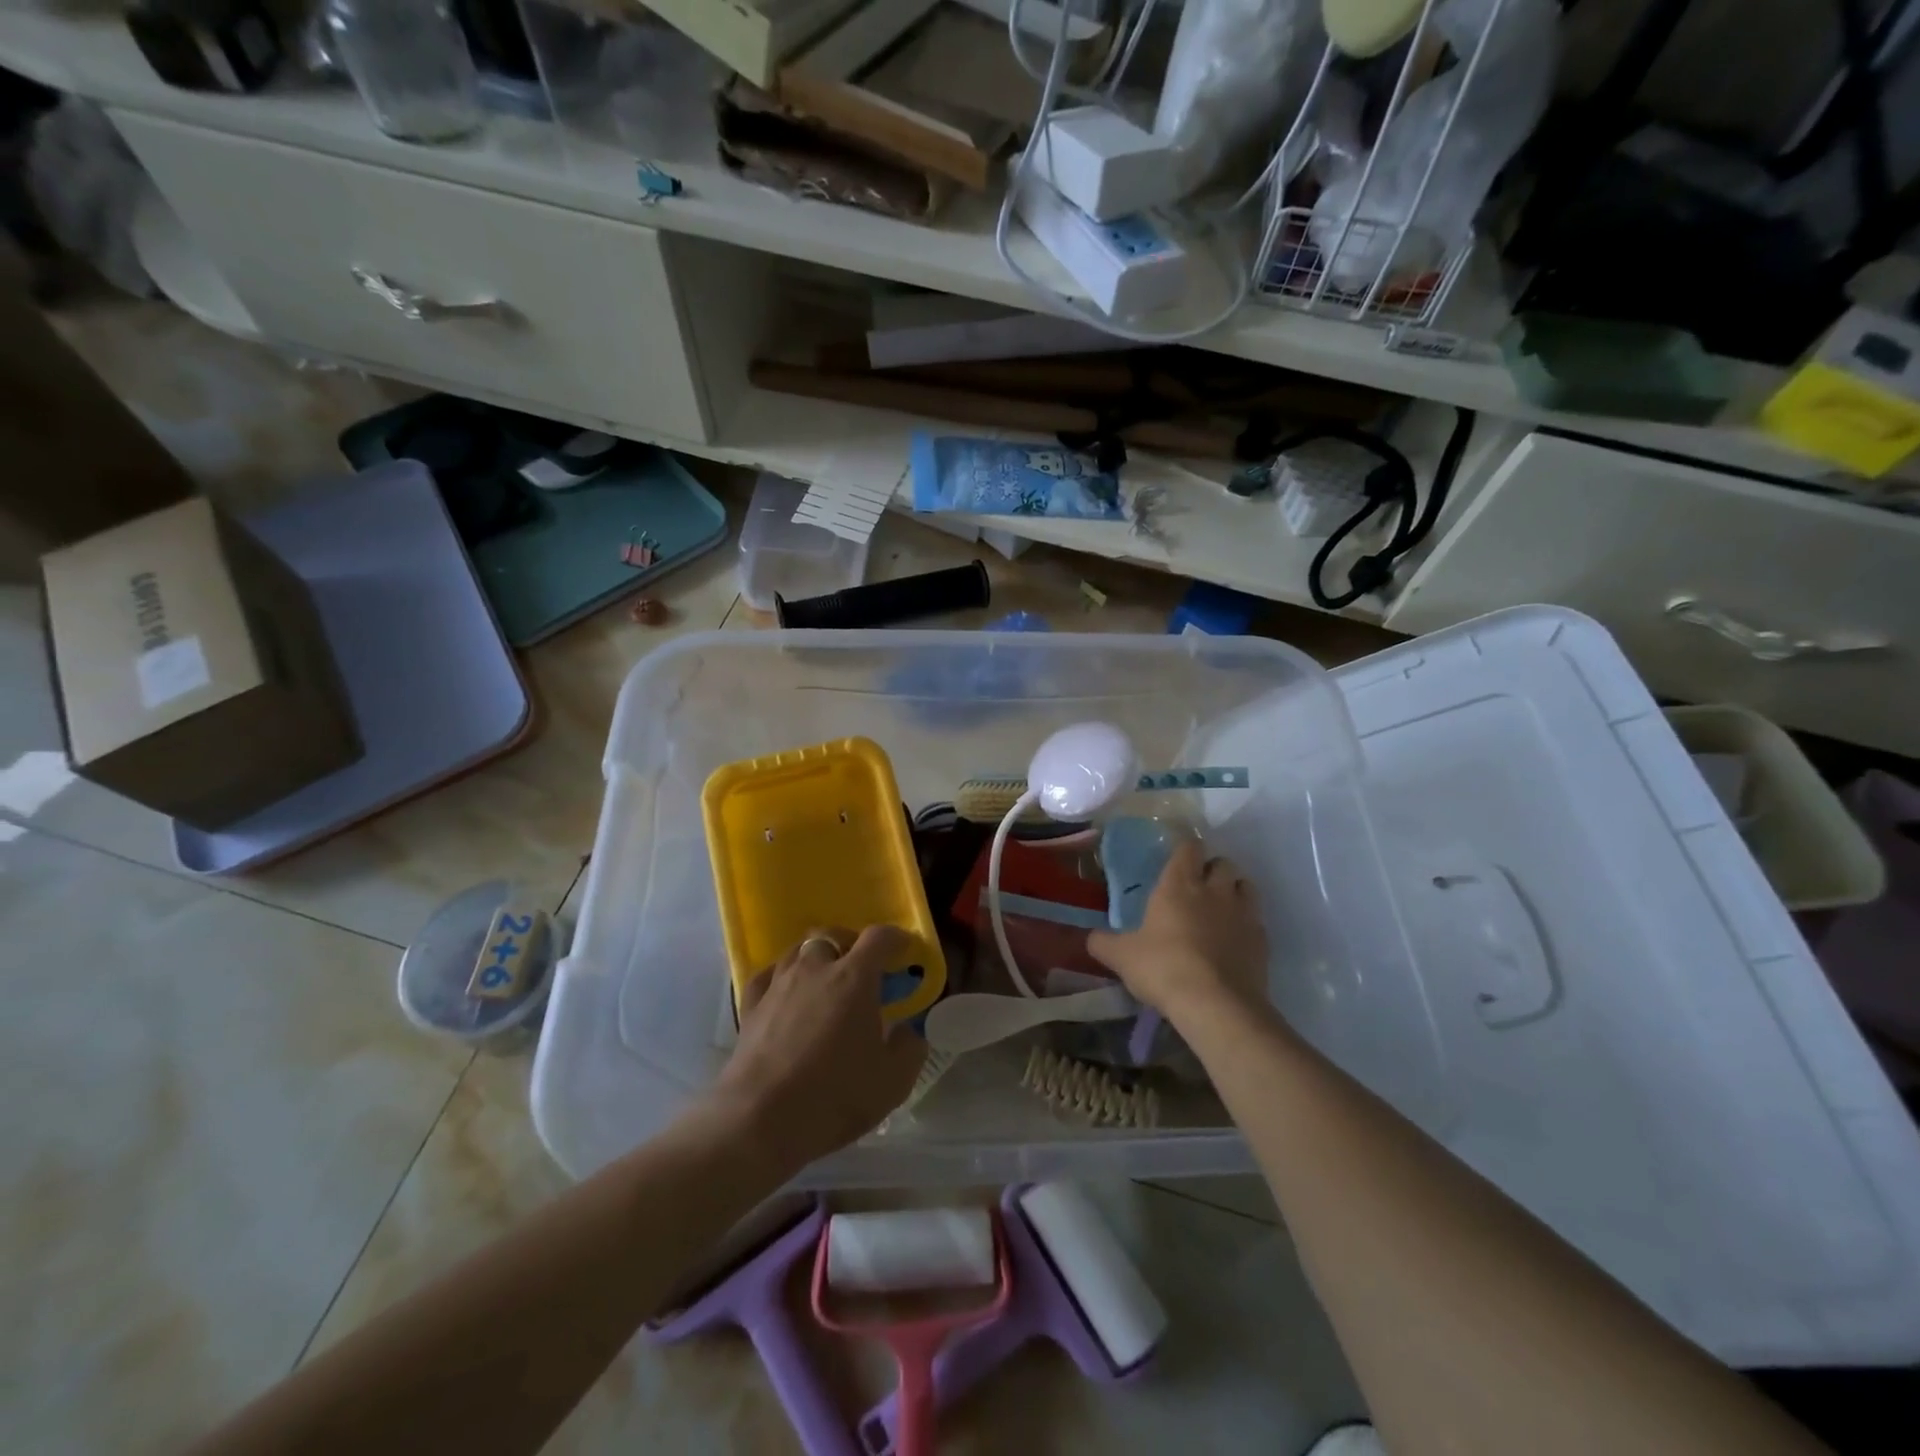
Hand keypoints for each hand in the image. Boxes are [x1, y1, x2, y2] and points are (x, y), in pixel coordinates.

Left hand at [712, 925, 926, 1172]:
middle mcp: (815, 969)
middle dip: (850, 943)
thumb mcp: (893, 1081)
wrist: (760, 1119)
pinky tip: (784, 993)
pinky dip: (781, 977)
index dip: (895, 938)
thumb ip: (909, 1049)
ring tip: (823, 980)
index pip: (878, 938)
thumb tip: (907, 1032)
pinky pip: (767, 976)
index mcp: (854, 978)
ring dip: (815, 957)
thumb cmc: (834, 1096)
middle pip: (832, 935)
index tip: (904, 949)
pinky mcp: (750, 1007)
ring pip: (798, 950)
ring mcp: (778, 985)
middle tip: (861, 967)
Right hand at [1087, 841, 1269, 1022]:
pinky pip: (1256, 920)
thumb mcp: (1121, 957)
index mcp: (1179, 884)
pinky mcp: (1262, 940)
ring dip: (1234, 891)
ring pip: (1246, 885)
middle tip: (1197, 887)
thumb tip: (1089, 937)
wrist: (1216, 1005)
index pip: (1188, 847)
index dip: (1184, 849)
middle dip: (1212, 869)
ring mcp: (1243, 914)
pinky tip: (1233, 942)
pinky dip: (1246, 924)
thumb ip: (1103, 942)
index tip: (1176, 859)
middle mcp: (1215, 890)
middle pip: (1222, 862)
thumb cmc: (1163, 968)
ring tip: (1220, 909)